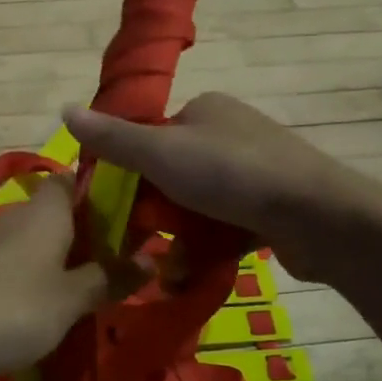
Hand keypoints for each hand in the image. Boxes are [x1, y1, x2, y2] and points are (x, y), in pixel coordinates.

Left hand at [0, 174, 135, 380]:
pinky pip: (8, 259)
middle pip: (56, 211)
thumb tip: (152, 259)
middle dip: (82, 233)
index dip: (101, 191)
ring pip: (31, 237)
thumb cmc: (8, 310)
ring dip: (54, 257)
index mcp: (46, 211)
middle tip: (112, 265)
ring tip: (77, 291)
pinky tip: (30, 306)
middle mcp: (15, 214)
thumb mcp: (69, 302)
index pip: (76, 179)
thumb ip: (109, 278)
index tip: (128, 216)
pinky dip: (26, 273)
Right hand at [63, 94, 351, 279]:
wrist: (317, 215)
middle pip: (174, 173)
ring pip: (200, 204)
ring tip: (167, 269)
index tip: (117, 207)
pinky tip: (196, 271)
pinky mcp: (272, 205)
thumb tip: (64, 110)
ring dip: (182, 236)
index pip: (152, 137)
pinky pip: (227, 223)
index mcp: (205, 109)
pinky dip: (210, 245)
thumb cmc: (232, 175)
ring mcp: (256, 170)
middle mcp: (230, 132)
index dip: (130, 171)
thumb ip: (113, 138)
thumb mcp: (161, 154)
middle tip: (142, 244)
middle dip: (158, 212)